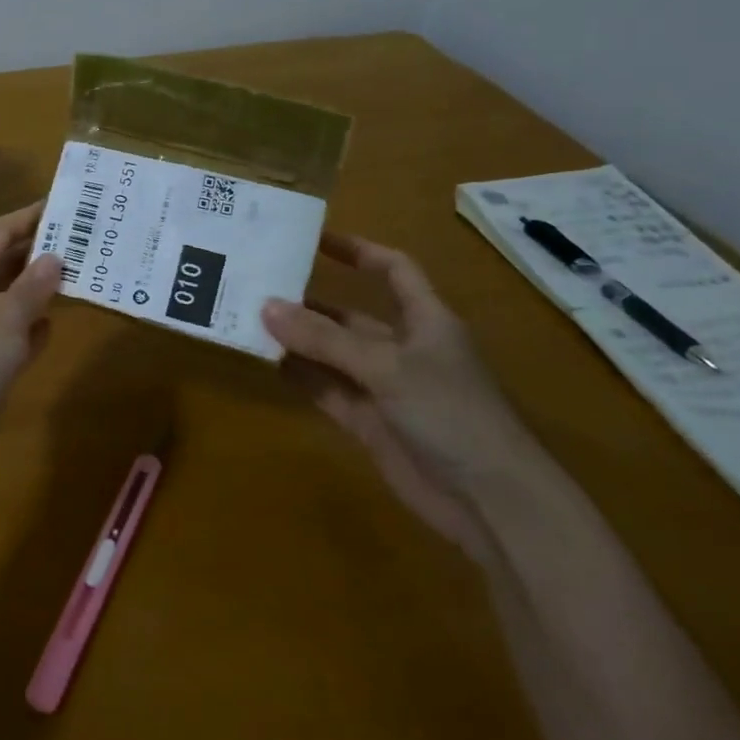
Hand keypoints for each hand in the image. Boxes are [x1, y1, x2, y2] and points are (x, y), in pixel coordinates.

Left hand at [0, 203, 62, 490]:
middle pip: (4, 265)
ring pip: (11, 302)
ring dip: (41, 291)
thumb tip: (54, 258)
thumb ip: (32, 287)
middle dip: (40, 253)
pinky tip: (58, 322)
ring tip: (85, 273)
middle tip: (87, 238)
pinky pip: (13, 338)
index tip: (67, 203)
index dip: (29, 217)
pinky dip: (33, 330)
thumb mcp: (2, 317)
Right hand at [262, 234, 546, 558]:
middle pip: (350, 316)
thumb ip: (325, 340)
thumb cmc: (451, 414)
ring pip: (333, 354)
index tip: (314, 238)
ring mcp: (385, 388)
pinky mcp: (370, 423)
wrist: (489, 502)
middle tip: (259, 287)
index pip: (394, 270)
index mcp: (426, 321)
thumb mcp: (387, 367)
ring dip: (298, 341)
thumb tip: (266, 307)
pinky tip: (267, 363)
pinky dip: (301, 377)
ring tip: (250, 322)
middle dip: (310, 302)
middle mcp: (404, 349)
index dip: (359, 250)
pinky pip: (328, 390)